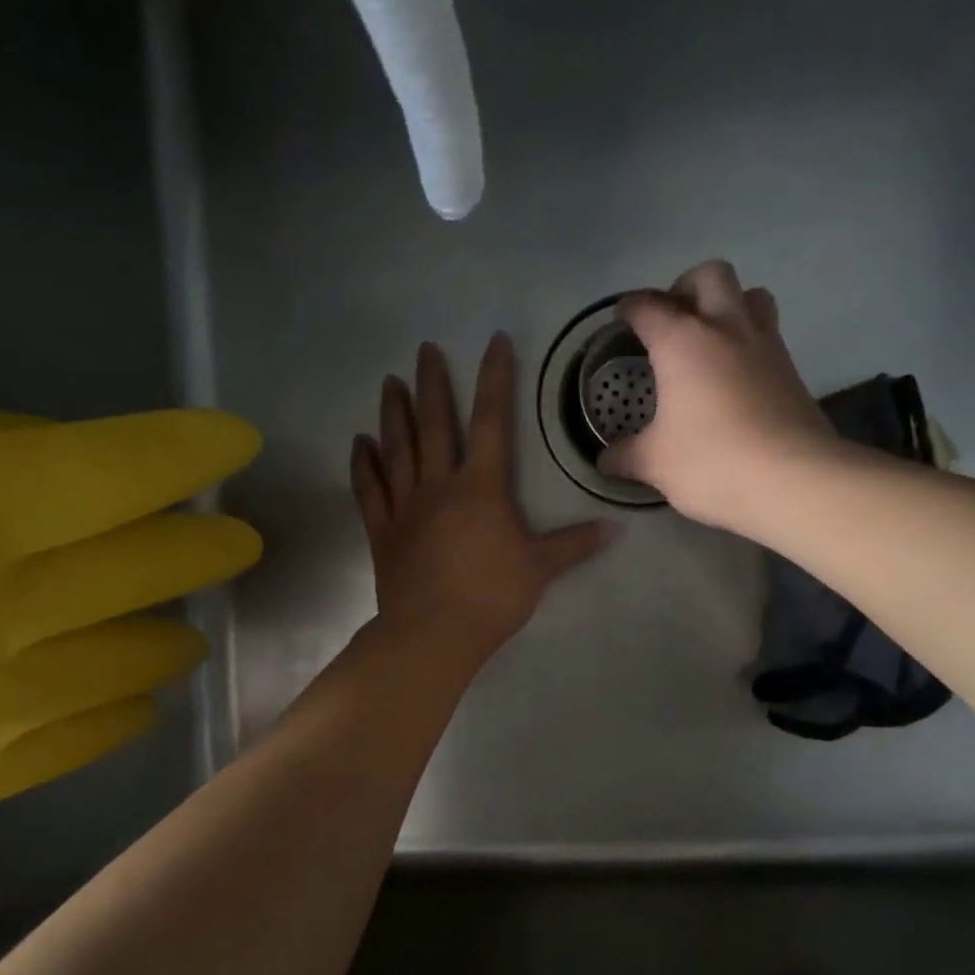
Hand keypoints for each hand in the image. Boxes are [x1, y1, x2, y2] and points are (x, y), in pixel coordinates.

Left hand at [351, 333, 608, 663]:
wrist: (433, 633)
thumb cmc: (491, 596)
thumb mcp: (540, 568)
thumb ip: (574, 544)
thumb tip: (615, 528)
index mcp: (481, 487)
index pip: (492, 422)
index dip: (495, 379)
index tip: (494, 341)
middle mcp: (439, 485)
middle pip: (435, 424)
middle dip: (432, 384)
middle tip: (425, 349)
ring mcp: (405, 506)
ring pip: (398, 448)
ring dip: (394, 413)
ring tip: (390, 382)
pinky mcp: (382, 531)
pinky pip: (369, 490)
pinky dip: (364, 464)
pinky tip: (360, 442)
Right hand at [601, 259, 836, 531]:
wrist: (793, 480)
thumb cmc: (711, 462)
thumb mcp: (655, 464)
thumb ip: (625, 456)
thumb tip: (605, 460)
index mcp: (682, 341)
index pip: (648, 306)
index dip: (630, 308)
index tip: (622, 318)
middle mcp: (726, 328)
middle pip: (709, 275)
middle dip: (686, 287)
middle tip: (672, 320)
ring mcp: (766, 345)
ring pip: (751, 295)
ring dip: (728, 305)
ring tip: (710, 339)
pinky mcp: (792, 370)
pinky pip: (768, 335)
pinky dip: (748, 342)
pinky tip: (735, 377)